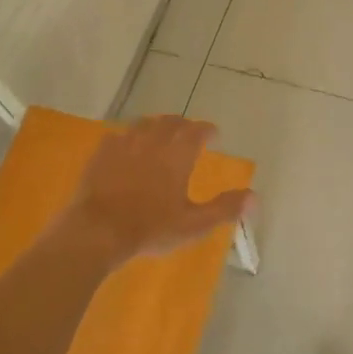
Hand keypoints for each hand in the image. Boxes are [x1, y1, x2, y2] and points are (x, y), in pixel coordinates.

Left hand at [64, 115, 251, 263]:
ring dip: (156, 126)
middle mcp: (153, 142)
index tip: (214, 134)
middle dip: (183, 125)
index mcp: (178, 155)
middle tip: (188, 132)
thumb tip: (255, 198)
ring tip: (160, 134)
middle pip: (171, 122)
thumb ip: (224, 208)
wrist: (97, 231)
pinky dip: (129, 137)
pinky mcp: (101, 154)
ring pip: (144, 124)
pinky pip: (118, 136)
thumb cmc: (151, 228)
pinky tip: (127, 146)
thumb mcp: (193, 224)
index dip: (207, 130)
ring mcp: (124, 145)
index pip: (197, 131)